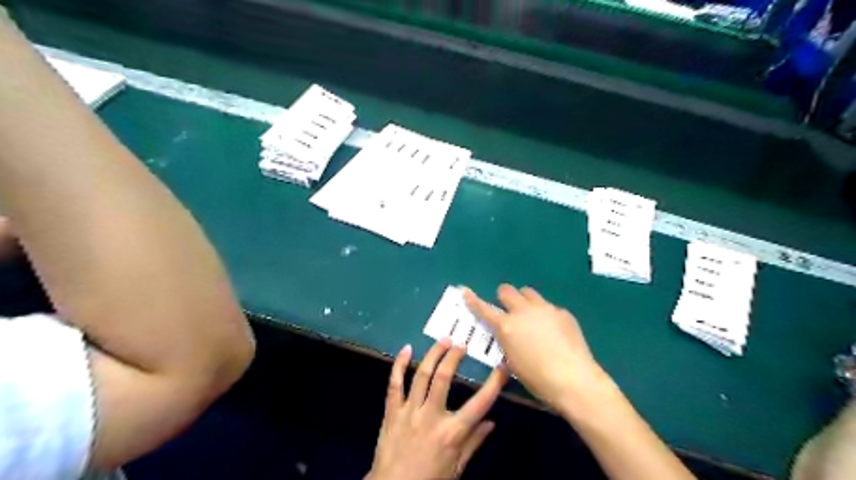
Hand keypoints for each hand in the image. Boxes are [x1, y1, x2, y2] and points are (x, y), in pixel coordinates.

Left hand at [366, 338, 507, 479]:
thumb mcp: (457, 468)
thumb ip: (474, 443)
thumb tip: (492, 423)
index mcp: (452, 433)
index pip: (479, 404)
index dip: (493, 383)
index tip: (502, 366)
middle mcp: (431, 417)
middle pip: (443, 378)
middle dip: (453, 357)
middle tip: (461, 344)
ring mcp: (409, 411)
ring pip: (421, 375)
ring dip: (433, 354)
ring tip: (443, 340)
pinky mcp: (392, 411)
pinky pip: (394, 384)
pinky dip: (399, 365)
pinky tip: (406, 349)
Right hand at [462, 284, 607, 411]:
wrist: (574, 379)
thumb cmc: (538, 378)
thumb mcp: (513, 363)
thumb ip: (507, 343)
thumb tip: (509, 335)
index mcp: (507, 327)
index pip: (484, 309)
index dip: (473, 300)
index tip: (465, 291)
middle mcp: (523, 312)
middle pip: (507, 290)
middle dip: (504, 297)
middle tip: (508, 309)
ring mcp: (544, 309)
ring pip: (528, 293)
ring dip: (524, 301)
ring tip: (531, 316)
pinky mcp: (562, 312)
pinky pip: (548, 307)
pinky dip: (545, 314)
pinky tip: (554, 331)